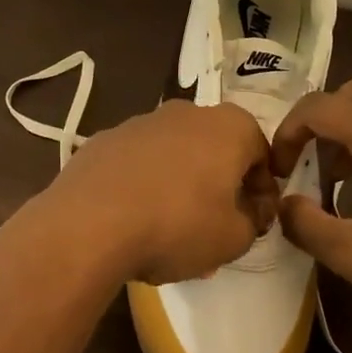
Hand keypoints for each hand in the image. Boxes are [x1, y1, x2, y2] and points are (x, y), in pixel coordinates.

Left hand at [7, 100, 278, 287]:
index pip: (262, 154)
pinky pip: (137, 163)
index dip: (263, 190)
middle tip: (216, 224)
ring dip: (181, 183)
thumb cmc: (177, 227)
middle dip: (221, 183)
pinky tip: (134, 219)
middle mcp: (186, 112)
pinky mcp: (102, 140)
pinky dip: (143, 184)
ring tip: (170, 228)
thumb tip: (248, 212)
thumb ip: (253, 222)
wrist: (88, 226)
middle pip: (216, 149)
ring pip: (174, 154)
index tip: (255, 221)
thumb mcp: (234, 239)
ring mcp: (139, 123)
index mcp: (229, 127)